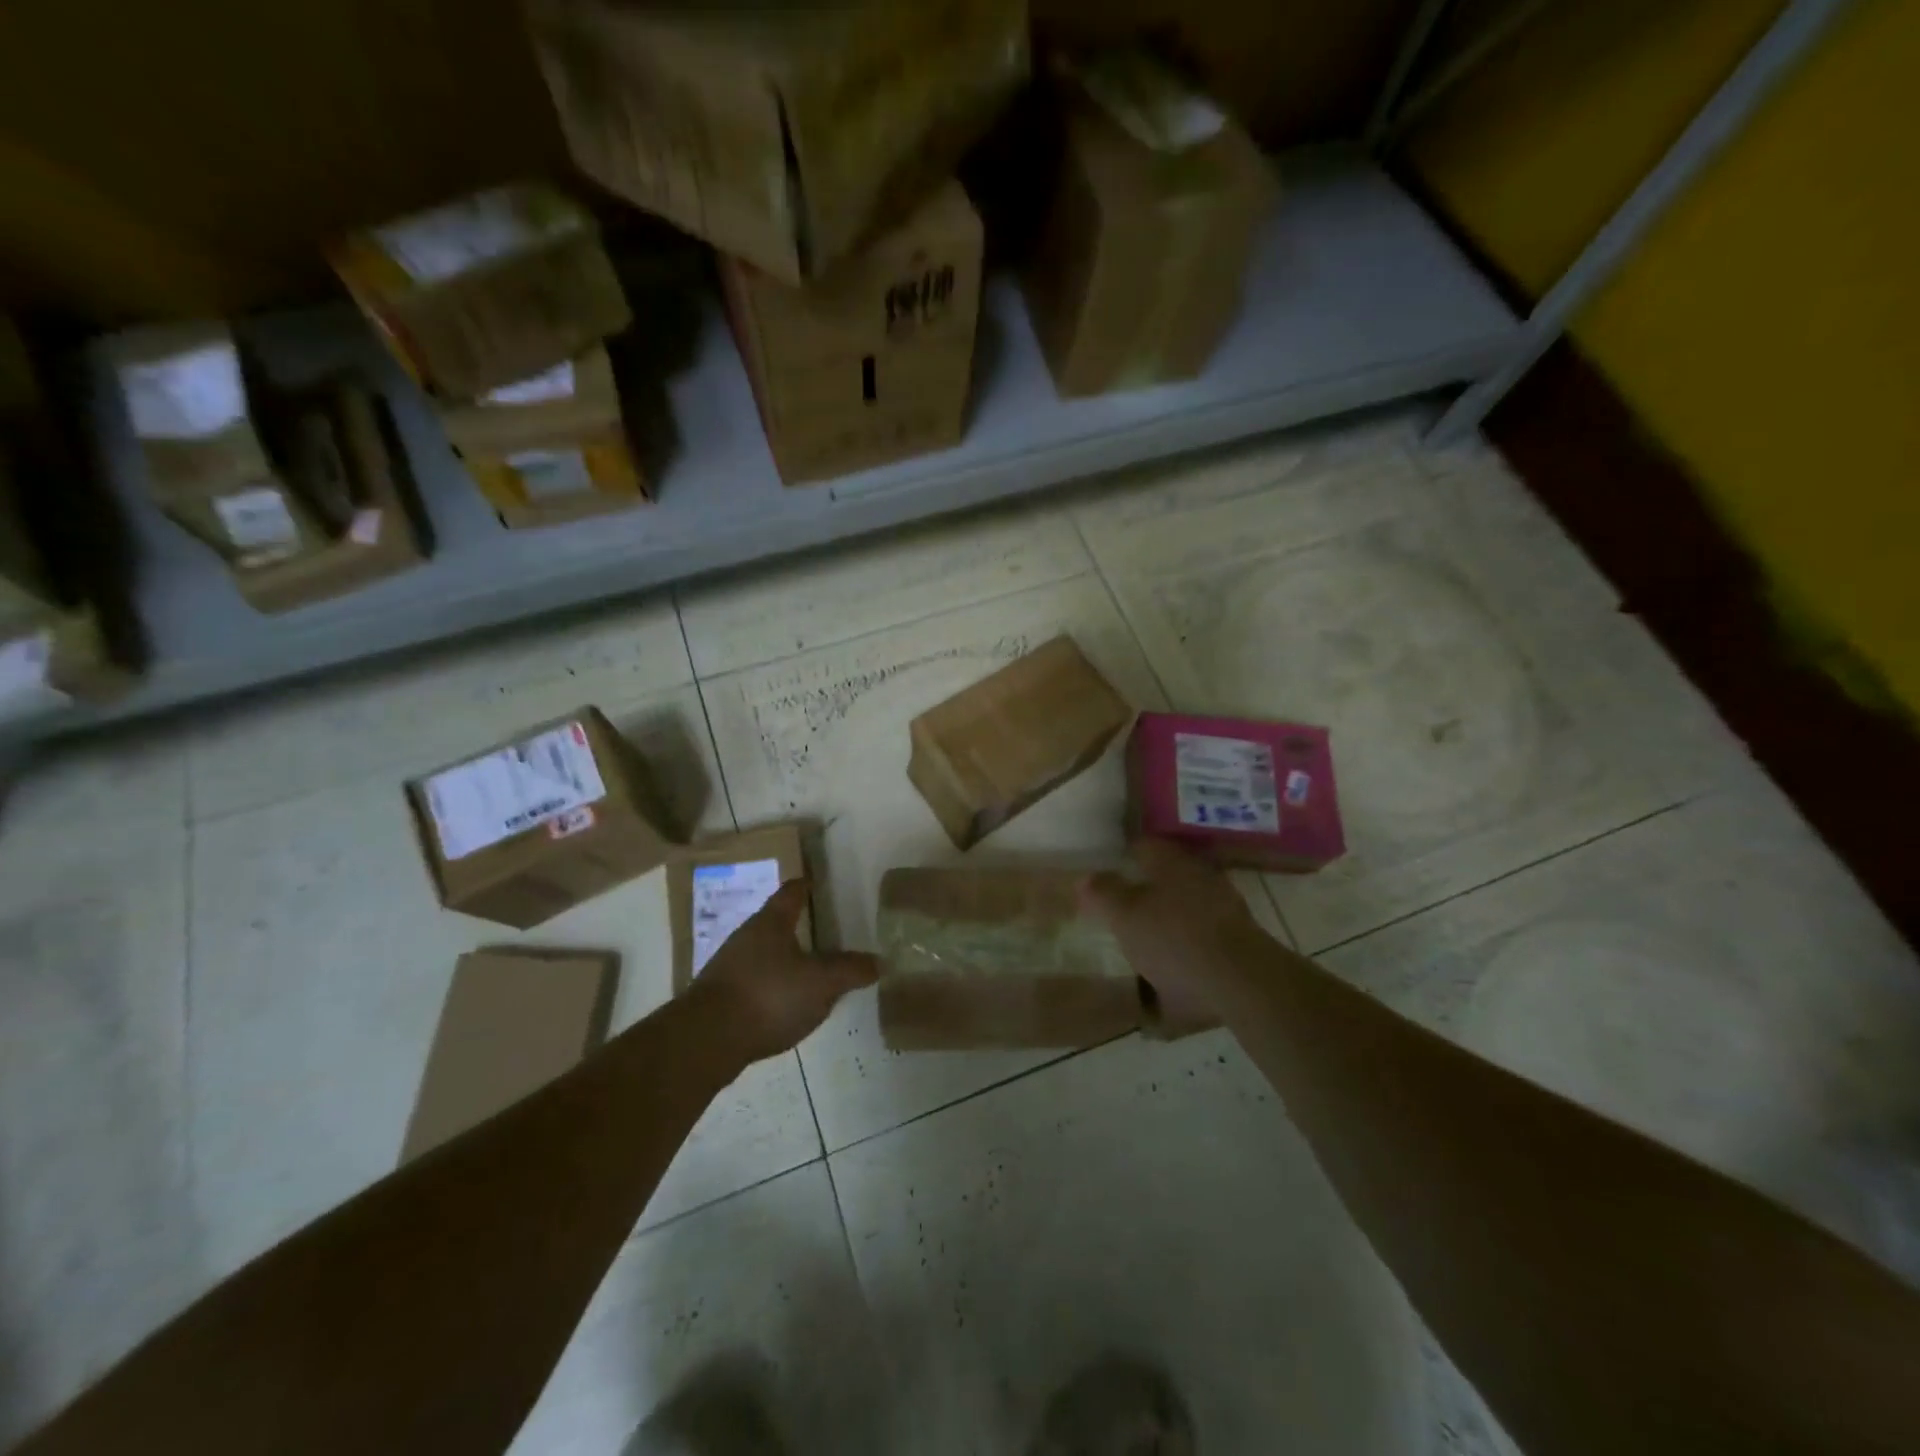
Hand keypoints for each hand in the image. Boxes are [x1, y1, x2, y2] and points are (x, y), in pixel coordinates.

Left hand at [688, 879, 878, 1063]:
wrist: (706, 1040)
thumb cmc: (769, 995)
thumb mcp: (821, 982)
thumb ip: (850, 970)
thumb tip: (878, 962)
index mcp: (771, 923)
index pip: (790, 893)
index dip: (805, 886)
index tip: (815, 883)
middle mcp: (746, 937)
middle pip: (774, 923)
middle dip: (796, 926)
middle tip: (822, 932)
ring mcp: (728, 968)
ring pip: (762, 954)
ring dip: (783, 960)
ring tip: (807, 971)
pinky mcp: (719, 998)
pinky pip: (753, 983)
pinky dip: (770, 988)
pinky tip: (784, 1005)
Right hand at [1080, 837, 1264, 1025]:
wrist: (1240, 981)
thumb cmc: (1173, 939)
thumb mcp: (1124, 916)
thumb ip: (1103, 893)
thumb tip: (1086, 877)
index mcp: (1170, 860)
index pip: (1141, 845)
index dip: (1121, 856)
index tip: (1106, 871)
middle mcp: (1199, 872)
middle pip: (1166, 871)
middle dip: (1145, 884)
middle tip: (1122, 902)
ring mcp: (1223, 902)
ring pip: (1186, 898)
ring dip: (1168, 910)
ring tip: (1146, 932)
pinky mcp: (1238, 933)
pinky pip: (1202, 925)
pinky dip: (1186, 934)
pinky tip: (1174, 956)